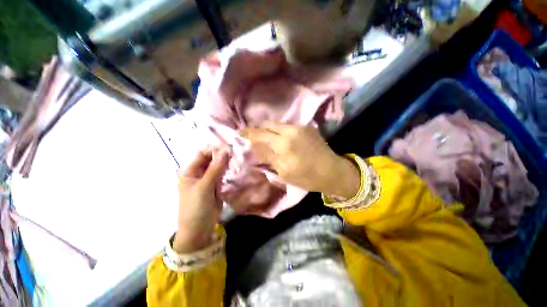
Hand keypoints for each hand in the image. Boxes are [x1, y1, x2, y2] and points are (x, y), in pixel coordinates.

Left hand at [173, 148, 229, 252]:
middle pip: (212, 159)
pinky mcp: (216, 185)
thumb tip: (225, 150)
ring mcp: (208, 179)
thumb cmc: (196, 208)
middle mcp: (199, 172)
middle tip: (237, 153)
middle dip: (223, 155)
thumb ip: (215, 168)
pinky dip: (229, 171)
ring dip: (227, 163)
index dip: (215, 149)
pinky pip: (223, 174)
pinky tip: (237, 168)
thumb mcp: (204, 187)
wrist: (199, 230)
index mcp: (190, 171)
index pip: (203, 154)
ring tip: (239, 159)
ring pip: (219, 166)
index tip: (230, 148)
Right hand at [241, 122, 359, 198]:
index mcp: (284, 144)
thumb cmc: (307, 177)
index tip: (239, 132)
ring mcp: (300, 126)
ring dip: (269, 130)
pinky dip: (279, 131)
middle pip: (268, 124)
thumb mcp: (284, 171)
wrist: (332, 171)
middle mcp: (291, 130)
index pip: (260, 133)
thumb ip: (268, 156)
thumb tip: (255, 146)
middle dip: (258, 129)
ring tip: (266, 139)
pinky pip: (287, 126)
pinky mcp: (307, 127)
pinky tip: (280, 139)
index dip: (248, 132)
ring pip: (278, 124)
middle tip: (253, 137)